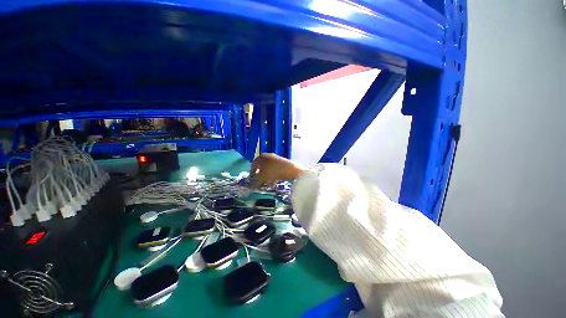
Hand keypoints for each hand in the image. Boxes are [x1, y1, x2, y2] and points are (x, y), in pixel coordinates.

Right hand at [249, 153, 305, 187]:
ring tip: (267, 185)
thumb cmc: (274, 171)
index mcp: (263, 156)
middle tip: (259, 183)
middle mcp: (270, 157)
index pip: (254, 162)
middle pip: (262, 167)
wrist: (292, 170)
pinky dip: (273, 178)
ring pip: (269, 170)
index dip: (252, 171)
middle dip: (260, 176)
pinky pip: (276, 171)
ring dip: (267, 178)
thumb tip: (250, 186)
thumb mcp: (262, 177)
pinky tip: (274, 184)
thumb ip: (255, 182)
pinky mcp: (284, 165)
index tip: (251, 178)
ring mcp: (278, 160)